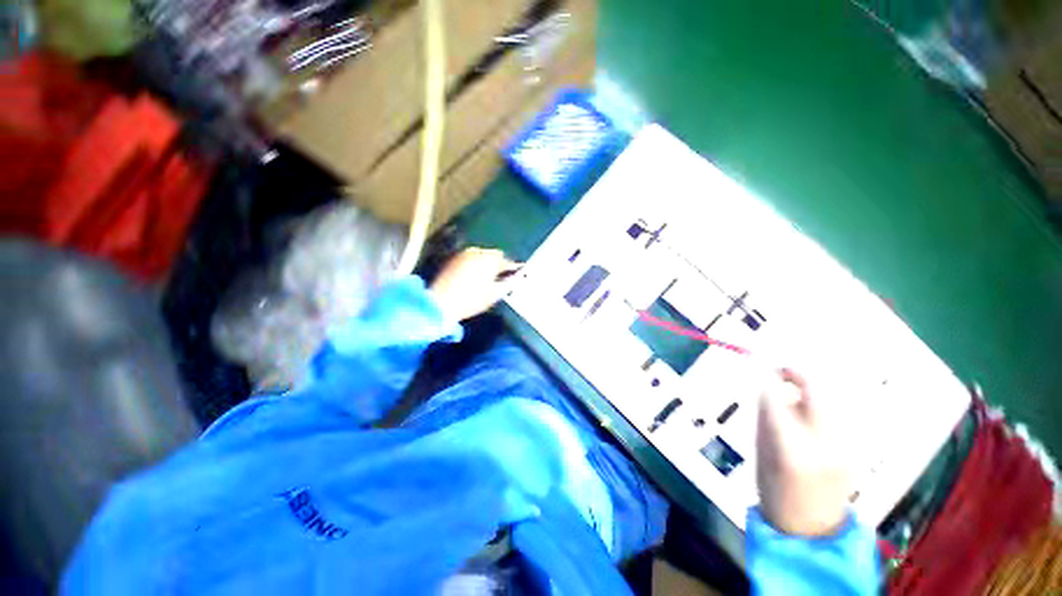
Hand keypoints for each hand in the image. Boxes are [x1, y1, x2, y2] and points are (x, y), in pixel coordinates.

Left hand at [428, 247, 519, 321]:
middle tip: (499, 277)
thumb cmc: (471, 300)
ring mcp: (463, 254)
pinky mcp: (453, 259)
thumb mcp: (494, 295)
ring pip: (481, 255)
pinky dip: (474, 264)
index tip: (514, 275)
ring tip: (486, 278)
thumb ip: (509, 284)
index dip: (511, 268)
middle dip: (497, 264)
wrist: (441, 303)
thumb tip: (518, 278)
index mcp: (490, 260)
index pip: (506, 260)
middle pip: (493, 255)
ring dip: (485, 263)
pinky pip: (469, 258)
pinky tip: (473, 277)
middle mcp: (477, 252)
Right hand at [756, 368, 851, 536]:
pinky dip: (823, 402)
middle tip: (781, 369)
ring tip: (795, 388)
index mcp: (792, 448)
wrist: (813, 527)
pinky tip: (811, 408)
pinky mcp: (859, 447)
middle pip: (817, 391)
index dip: (766, 376)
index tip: (756, 360)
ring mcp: (848, 445)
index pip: (775, 398)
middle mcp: (826, 443)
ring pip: (833, 397)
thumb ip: (767, 415)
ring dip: (811, 387)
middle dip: (799, 373)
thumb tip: (767, 384)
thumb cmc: (775, 490)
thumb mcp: (761, 451)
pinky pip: (840, 411)